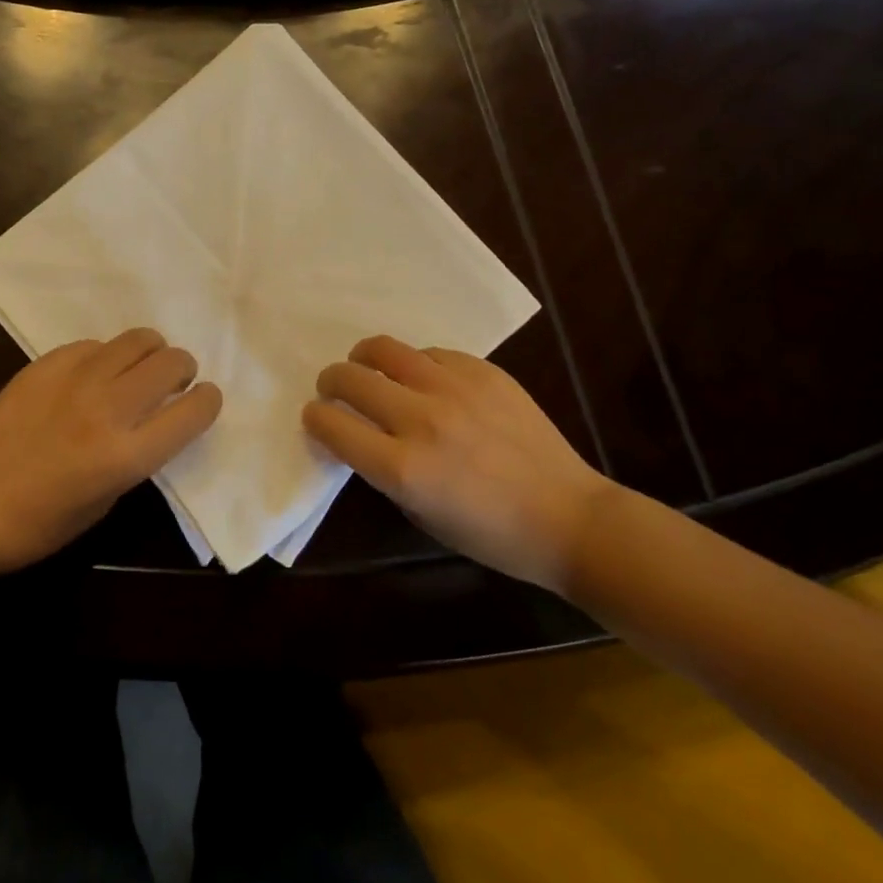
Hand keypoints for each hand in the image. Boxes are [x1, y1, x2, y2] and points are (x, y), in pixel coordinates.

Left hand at [0, 328, 221, 578]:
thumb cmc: (40, 523)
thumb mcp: (106, 501)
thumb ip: (137, 456)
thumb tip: (154, 420)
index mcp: (126, 455)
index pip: (193, 411)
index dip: (208, 401)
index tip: (203, 400)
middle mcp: (107, 409)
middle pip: (171, 363)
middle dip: (183, 370)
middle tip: (174, 382)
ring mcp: (74, 380)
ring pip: (137, 340)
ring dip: (150, 352)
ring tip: (139, 369)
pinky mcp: (45, 365)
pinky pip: (94, 345)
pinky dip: (106, 357)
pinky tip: (91, 376)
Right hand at [303, 335, 609, 591]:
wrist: (568, 517)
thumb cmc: (491, 534)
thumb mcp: (420, 513)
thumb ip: (383, 470)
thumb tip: (360, 435)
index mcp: (403, 468)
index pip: (332, 425)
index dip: (314, 418)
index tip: (316, 417)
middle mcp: (422, 420)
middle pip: (350, 378)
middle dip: (330, 382)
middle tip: (334, 389)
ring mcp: (454, 389)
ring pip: (384, 349)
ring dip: (364, 359)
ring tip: (368, 368)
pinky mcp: (483, 372)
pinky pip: (430, 353)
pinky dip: (415, 364)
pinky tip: (424, 380)